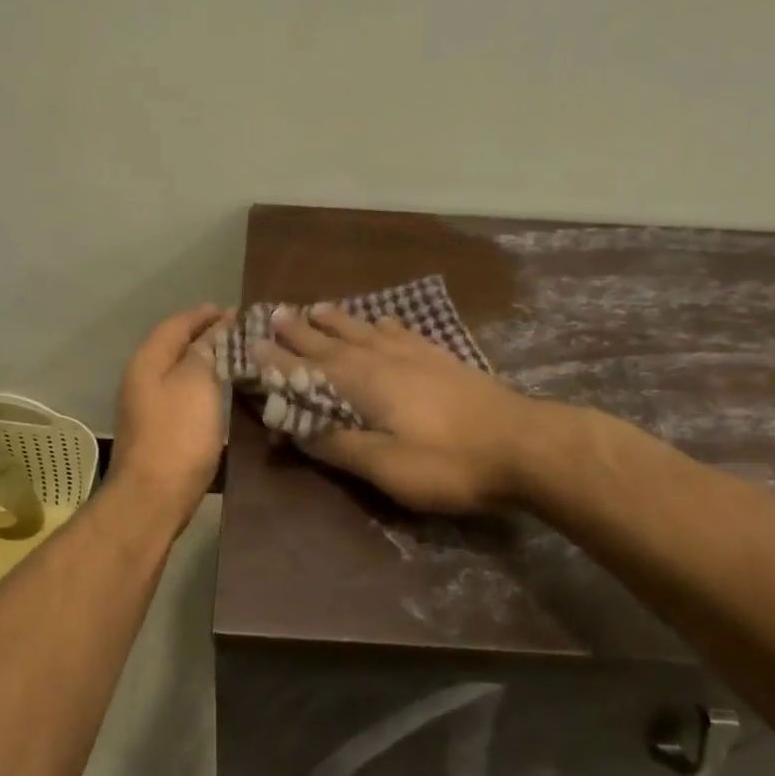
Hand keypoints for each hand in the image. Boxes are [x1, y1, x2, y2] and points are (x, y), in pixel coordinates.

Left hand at [108, 305, 229, 525]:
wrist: (153, 497)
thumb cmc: (178, 435)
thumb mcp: (197, 383)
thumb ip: (206, 351)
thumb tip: (215, 330)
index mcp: (147, 361)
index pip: (176, 325)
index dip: (204, 315)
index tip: (233, 311)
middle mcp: (141, 379)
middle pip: (174, 347)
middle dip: (205, 337)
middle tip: (240, 333)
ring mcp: (146, 407)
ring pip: (178, 373)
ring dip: (204, 362)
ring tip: (236, 359)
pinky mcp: (158, 431)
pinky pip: (182, 395)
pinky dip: (202, 386)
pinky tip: (221, 393)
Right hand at [257, 304, 537, 513]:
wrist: (523, 444)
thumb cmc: (448, 462)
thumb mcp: (386, 467)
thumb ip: (339, 445)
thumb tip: (296, 428)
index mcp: (362, 384)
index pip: (307, 368)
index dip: (277, 360)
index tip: (251, 344)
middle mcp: (381, 359)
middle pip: (331, 341)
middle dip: (300, 331)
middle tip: (276, 314)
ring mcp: (414, 354)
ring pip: (363, 329)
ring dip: (336, 320)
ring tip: (316, 308)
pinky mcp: (440, 358)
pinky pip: (399, 331)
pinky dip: (381, 323)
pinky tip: (380, 320)